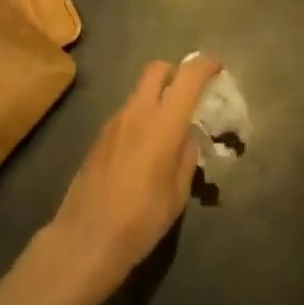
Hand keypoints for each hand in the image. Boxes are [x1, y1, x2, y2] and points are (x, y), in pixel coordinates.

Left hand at [41, 56, 219, 304]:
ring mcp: (114, 122)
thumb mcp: (178, 193)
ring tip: (170, 127)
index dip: (205, 65)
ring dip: (158, 96)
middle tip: (190, 92)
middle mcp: (138, 112)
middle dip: (177, 72)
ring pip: (140, 91)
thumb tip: (186, 138)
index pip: (188, 77)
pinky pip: (127, 113)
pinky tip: (145, 148)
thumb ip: (186, 157)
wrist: (86, 239)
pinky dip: (142, 116)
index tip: (217, 68)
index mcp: (164, 123)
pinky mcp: (99, 137)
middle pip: (157, 70)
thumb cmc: (141, 219)